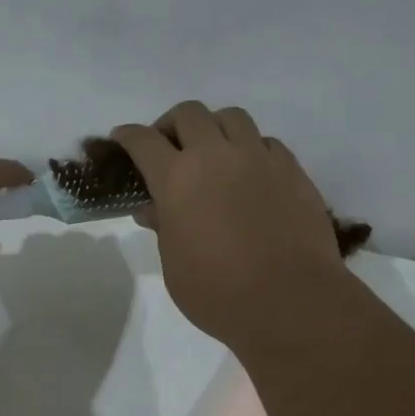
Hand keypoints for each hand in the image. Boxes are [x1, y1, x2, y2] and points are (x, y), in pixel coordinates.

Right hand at [112, 103, 346, 351]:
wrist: (290, 301)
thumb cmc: (218, 293)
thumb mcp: (174, 266)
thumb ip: (163, 227)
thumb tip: (154, 208)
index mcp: (177, 179)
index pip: (143, 141)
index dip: (128, 136)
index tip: (122, 139)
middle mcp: (216, 156)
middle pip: (188, 114)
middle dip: (170, 125)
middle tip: (168, 148)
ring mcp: (258, 158)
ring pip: (231, 117)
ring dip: (214, 128)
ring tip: (213, 153)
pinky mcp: (292, 169)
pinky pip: (265, 142)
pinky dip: (250, 149)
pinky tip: (249, 174)